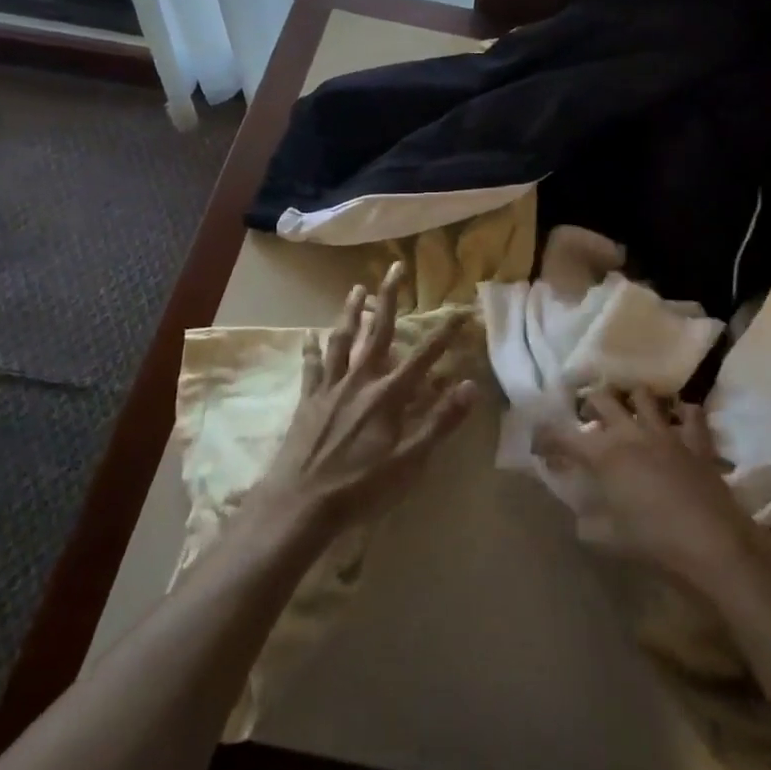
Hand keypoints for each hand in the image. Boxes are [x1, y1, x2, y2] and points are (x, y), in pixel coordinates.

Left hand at [249, 262, 476, 535]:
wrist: (301, 502)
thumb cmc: (361, 486)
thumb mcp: (410, 461)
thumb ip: (440, 422)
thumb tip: (469, 386)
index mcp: (388, 395)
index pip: (424, 356)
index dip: (445, 333)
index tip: (462, 310)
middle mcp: (360, 381)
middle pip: (378, 332)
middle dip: (389, 298)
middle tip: (394, 267)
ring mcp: (331, 388)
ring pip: (342, 340)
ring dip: (351, 312)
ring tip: (356, 288)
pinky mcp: (308, 400)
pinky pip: (312, 366)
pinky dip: (312, 348)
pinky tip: (310, 334)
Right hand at [538, 388, 770, 593]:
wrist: (712, 544)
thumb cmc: (653, 542)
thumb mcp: (607, 539)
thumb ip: (587, 523)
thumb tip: (580, 516)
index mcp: (604, 454)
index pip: (563, 436)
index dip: (546, 436)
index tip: (538, 444)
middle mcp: (631, 433)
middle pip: (602, 399)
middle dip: (588, 404)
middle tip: (586, 419)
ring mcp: (666, 433)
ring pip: (643, 396)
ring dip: (631, 401)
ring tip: (629, 413)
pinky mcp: (696, 441)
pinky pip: (690, 414)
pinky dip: (682, 414)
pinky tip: (676, 422)